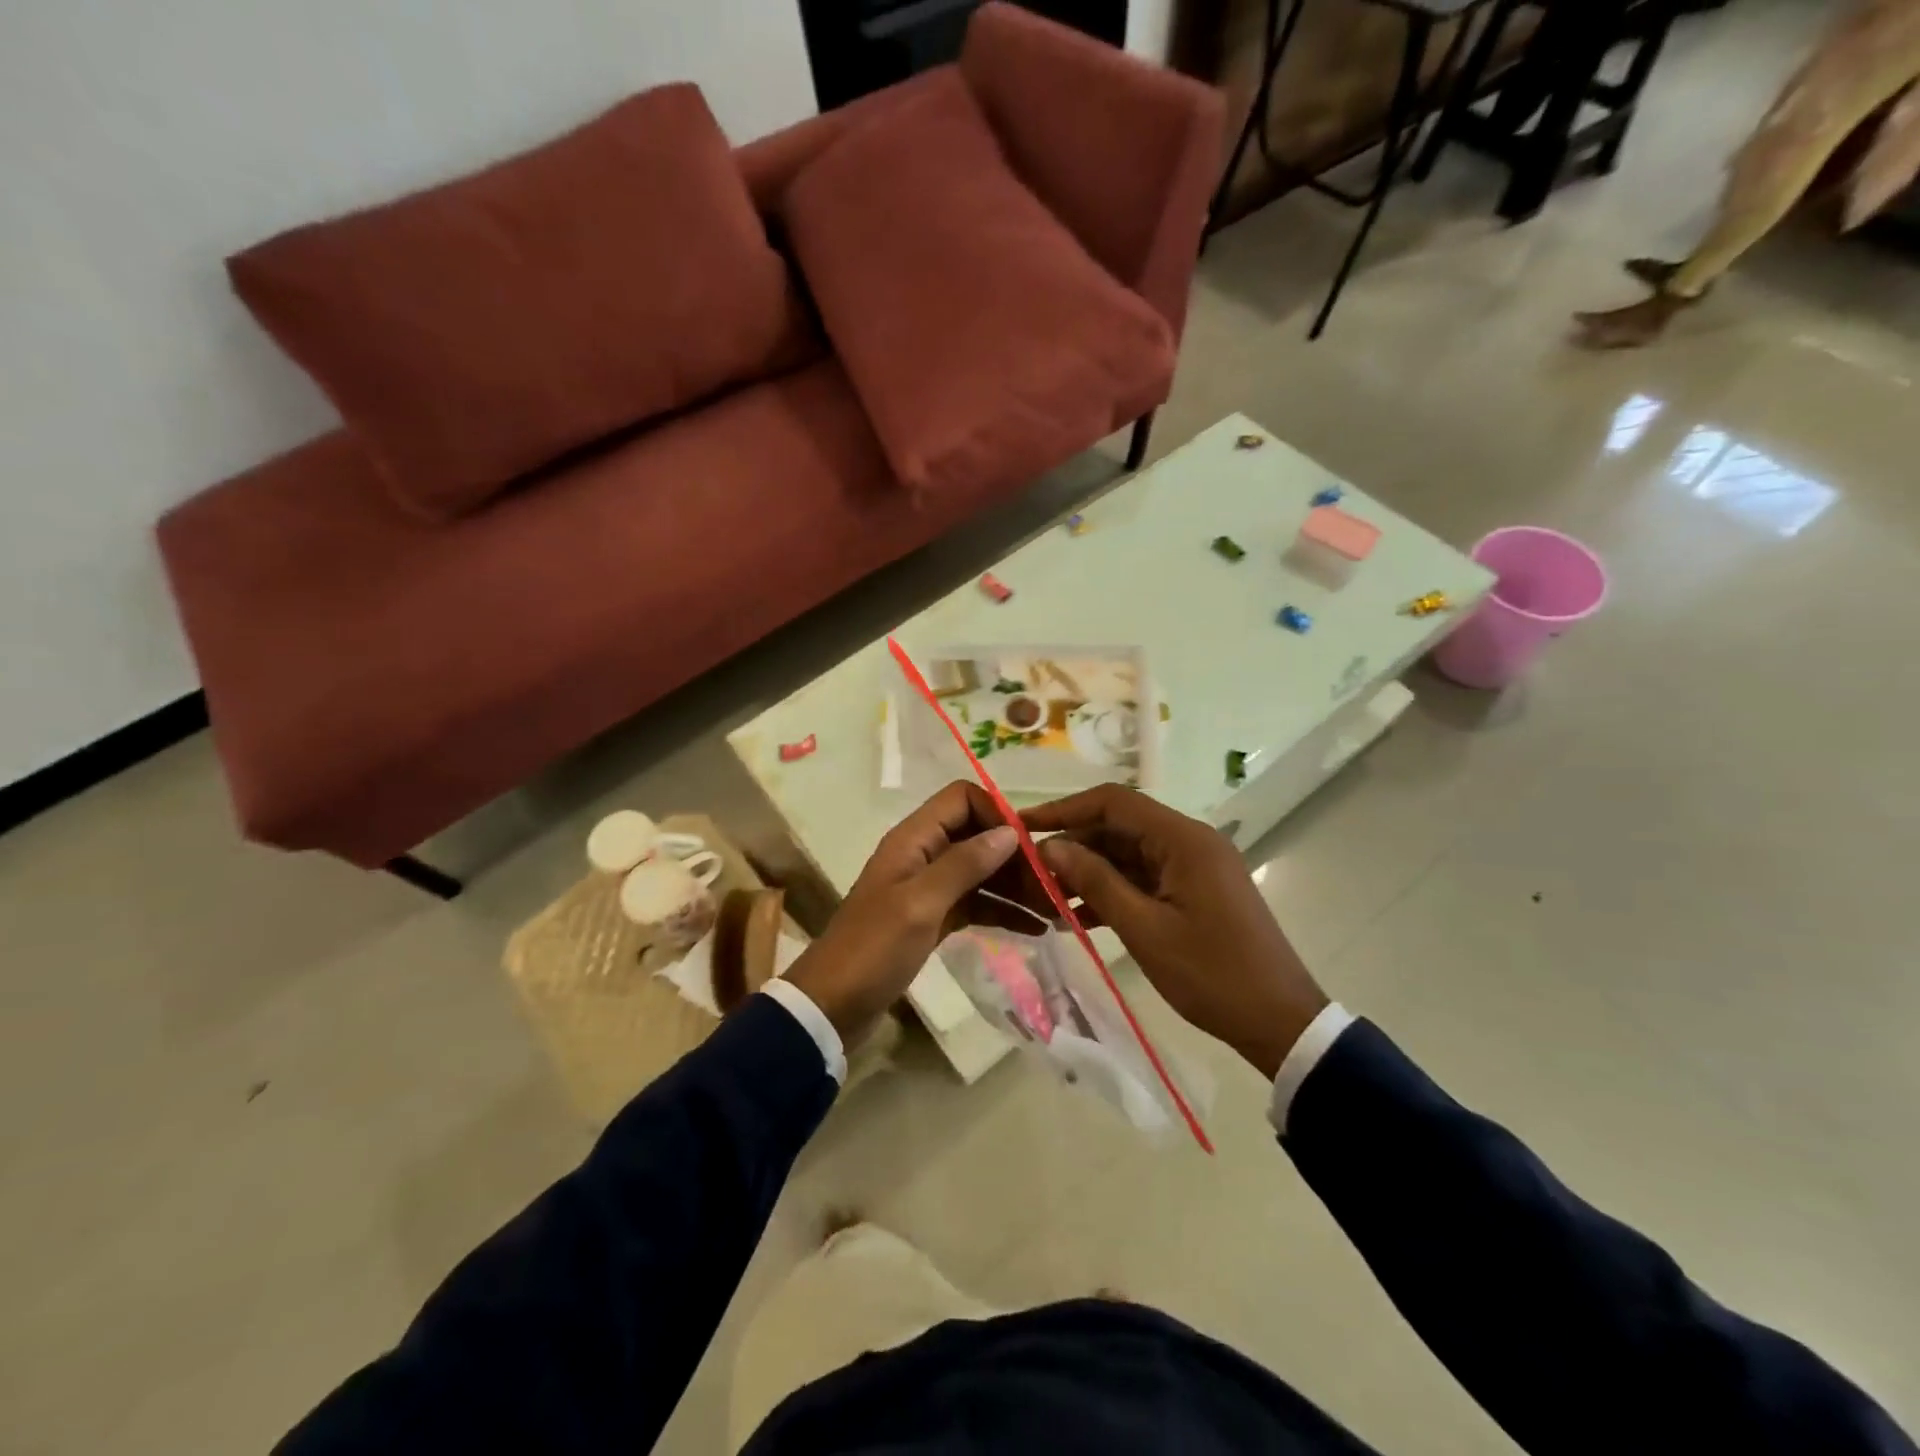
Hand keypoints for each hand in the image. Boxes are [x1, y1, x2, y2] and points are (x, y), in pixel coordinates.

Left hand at [784, 782, 1040, 1041]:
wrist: (832, 1006)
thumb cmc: (873, 949)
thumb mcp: (920, 903)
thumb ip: (964, 864)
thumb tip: (1010, 831)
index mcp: (913, 839)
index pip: (962, 799)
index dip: (997, 814)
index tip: (1031, 847)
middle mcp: (923, 855)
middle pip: (977, 836)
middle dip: (1015, 855)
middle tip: (1055, 885)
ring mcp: (928, 888)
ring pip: (981, 872)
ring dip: (1016, 885)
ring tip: (1056, 908)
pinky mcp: (933, 919)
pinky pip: (975, 903)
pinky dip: (1002, 911)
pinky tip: (1035, 928)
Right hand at [1020, 786, 1327, 1078]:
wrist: (1280, 1022)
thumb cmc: (1212, 974)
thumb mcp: (1145, 929)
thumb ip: (1096, 882)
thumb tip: (1051, 846)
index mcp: (1183, 839)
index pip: (1113, 802)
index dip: (1064, 809)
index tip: (1023, 827)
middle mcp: (1190, 841)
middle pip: (1119, 827)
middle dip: (1074, 846)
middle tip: (1031, 873)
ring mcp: (1195, 866)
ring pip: (1129, 854)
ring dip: (1090, 873)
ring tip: (1047, 899)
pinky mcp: (1196, 891)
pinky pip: (1145, 878)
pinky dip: (1114, 892)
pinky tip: (1079, 918)